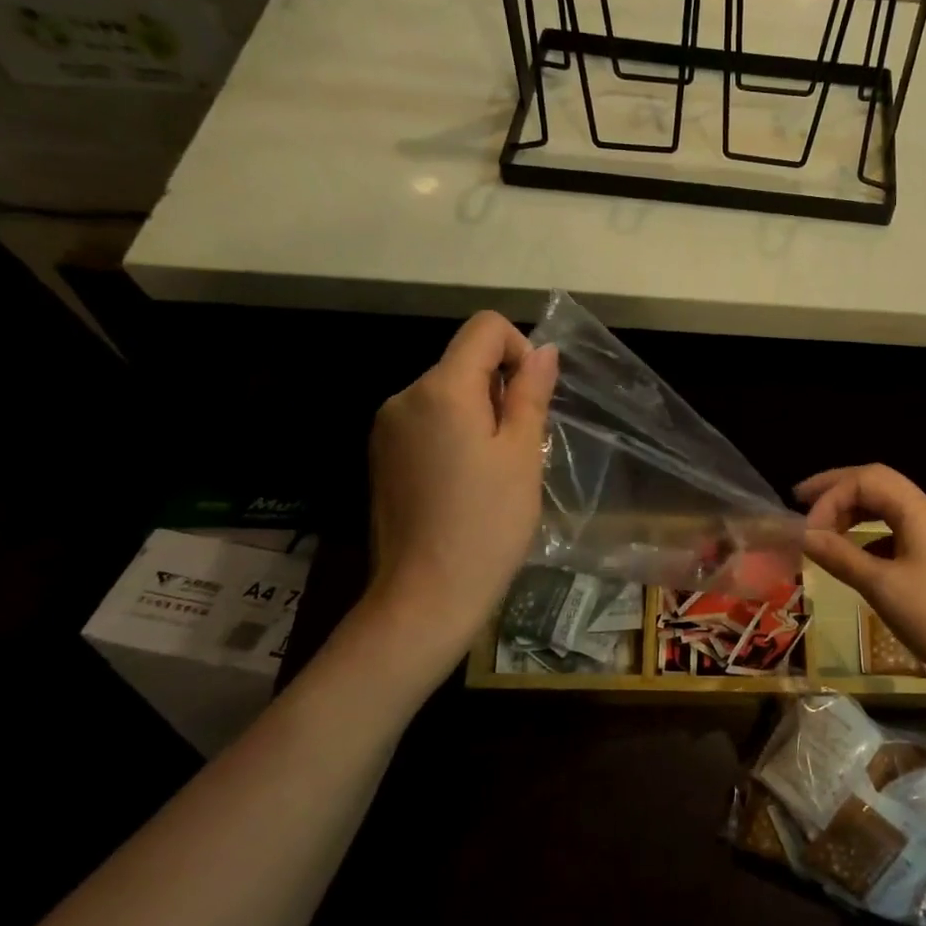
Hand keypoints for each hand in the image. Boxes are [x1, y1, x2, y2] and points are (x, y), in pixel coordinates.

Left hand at [364, 312, 557, 664]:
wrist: (425, 596)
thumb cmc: (487, 523)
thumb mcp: (522, 453)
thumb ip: (530, 393)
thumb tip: (544, 350)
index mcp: (440, 389)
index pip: (484, 328)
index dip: (519, 348)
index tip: (531, 399)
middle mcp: (404, 396)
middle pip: (463, 361)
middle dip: (499, 389)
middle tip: (518, 448)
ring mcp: (386, 428)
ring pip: (446, 394)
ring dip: (478, 415)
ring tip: (494, 471)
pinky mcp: (381, 457)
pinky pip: (427, 423)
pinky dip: (454, 435)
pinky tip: (465, 483)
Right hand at [797, 464, 925, 693]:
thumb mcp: (880, 586)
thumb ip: (839, 555)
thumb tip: (803, 536)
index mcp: (920, 511)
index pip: (866, 480)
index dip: (830, 496)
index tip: (807, 529)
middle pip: (878, 483)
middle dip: (838, 489)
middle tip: (801, 499)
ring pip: (889, 506)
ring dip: (854, 510)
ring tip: (823, 527)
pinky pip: (899, 529)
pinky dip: (871, 533)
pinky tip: (856, 553)